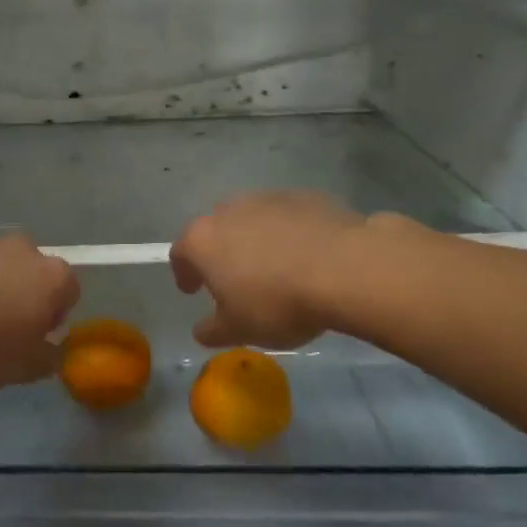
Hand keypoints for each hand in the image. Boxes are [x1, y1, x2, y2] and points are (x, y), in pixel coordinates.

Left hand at [0, 233, 79, 387]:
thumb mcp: (26, 368)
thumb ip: (49, 359)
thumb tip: (52, 351)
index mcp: (53, 277)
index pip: (69, 292)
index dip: (54, 317)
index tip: (34, 338)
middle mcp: (24, 249)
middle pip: (32, 273)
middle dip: (22, 296)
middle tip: (1, 329)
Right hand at [170, 190, 374, 347]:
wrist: (344, 268)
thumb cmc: (277, 302)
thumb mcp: (239, 330)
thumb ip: (212, 330)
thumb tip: (202, 330)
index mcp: (203, 240)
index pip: (181, 253)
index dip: (184, 273)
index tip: (193, 290)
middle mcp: (229, 210)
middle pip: (216, 230)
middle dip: (221, 253)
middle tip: (234, 281)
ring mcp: (268, 198)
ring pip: (252, 219)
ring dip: (256, 240)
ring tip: (275, 269)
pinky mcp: (305, 196)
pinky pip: (288, 217)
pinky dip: (289, 233)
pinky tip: (307, 257)